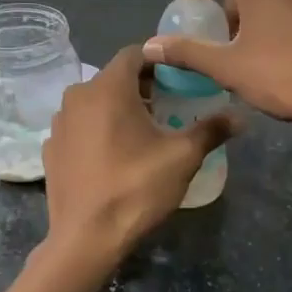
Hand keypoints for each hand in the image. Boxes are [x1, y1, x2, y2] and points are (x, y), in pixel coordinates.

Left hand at [41, 44, 235, 261]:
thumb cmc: (136, 188)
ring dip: (117, 109)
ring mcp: (59, 123)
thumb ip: (211, 130)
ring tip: (141, 135)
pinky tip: (112, 156)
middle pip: (114, 77)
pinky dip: (96, 131)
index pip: (135, 54)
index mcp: (108, 87)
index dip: (159, 63)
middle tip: (167, 109)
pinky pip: (79, 127)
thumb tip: (240, 116)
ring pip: (94, 102)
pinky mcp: (51, 148)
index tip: (179, 81)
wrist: (85, 238)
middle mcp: (77, 96)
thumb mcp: (182, 158)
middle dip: (141, 88)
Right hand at [141, 0, 291, 142]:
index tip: (195, 12)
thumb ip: (187, 52)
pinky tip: (284, 56)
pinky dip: (281, 17)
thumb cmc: (288, 76)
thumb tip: (150, 46)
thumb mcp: (229, 68)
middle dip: (227, 5)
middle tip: (221, 42)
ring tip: (250, 53)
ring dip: (254, 13)